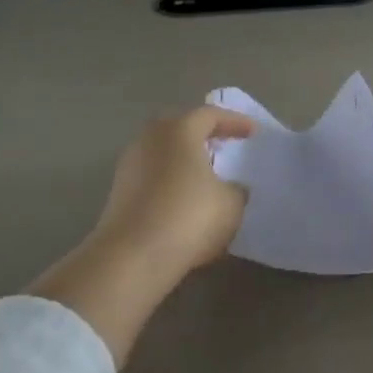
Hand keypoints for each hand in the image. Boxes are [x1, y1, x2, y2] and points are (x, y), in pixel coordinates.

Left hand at [94, 106, 255, 275]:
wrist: (131, 258)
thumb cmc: (188, 217)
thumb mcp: (231, 204)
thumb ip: (237, 190)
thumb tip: (234, 188)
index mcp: (180, 129)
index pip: (211, 114)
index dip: (235, 121)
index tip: (253, 132)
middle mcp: (151, 138)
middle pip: (181, 128)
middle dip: (203, 135)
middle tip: (224, 145)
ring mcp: (130, 164)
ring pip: (164, 152)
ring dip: (184, 160)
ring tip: (205, 175)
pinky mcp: (118, 192)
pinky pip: (152, 176)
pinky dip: (170, 181)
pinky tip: (184, 199)